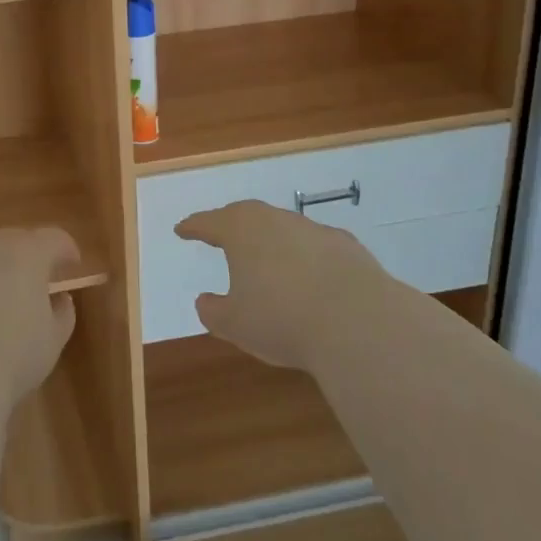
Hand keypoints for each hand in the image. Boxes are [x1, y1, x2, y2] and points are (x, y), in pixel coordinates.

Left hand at [0, 227, 78, 405]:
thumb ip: (61, 314)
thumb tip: (58, 300)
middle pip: (12, 243)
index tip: (72, 264)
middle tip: (33, 284)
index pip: (53, 239)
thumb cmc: (12, 356)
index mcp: (26, 255)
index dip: (66, 249)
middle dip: (25, 259)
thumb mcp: (52, 341)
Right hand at [175, 200, 388, 370]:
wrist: (359, 322)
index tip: (182, 229)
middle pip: (246, 216)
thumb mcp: (235, 324)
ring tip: (267, 262)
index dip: (193, 227)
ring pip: (283, 228)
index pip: (209, 222)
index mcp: (241, 231)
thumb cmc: (282, 319)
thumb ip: (214, 311)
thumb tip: (205, 301)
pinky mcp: (347, 246)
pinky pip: (315, 247)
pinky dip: (306, 257)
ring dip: (271, 242)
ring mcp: (314, 229)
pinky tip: (310, 278)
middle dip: (231, 225)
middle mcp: (275, 220)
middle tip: (221, 235)